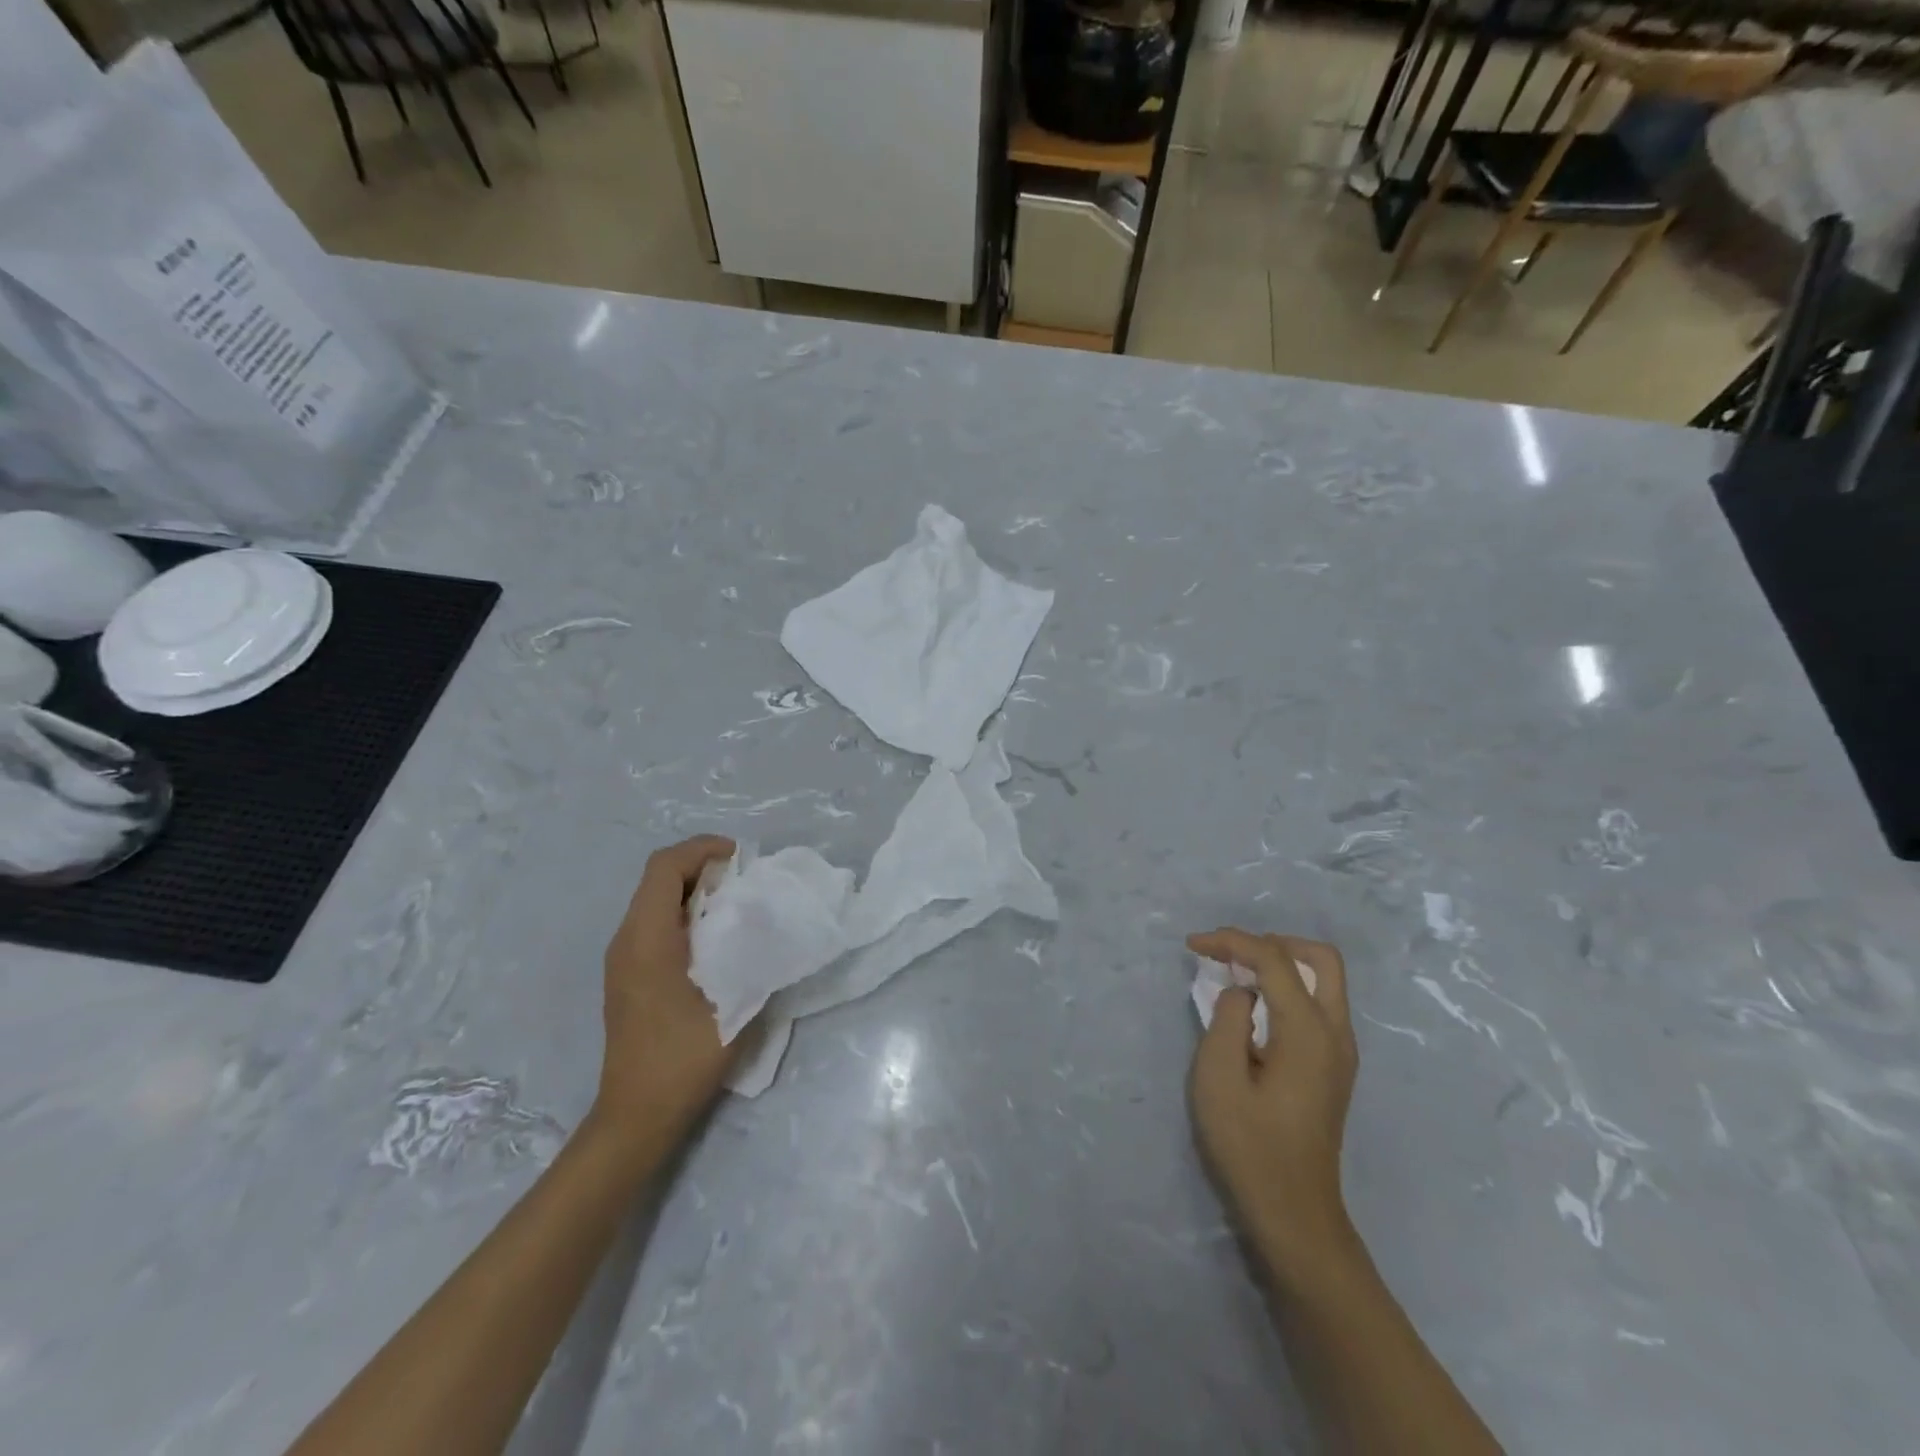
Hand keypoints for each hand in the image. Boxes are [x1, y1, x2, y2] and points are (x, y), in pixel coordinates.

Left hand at [594, 836, 744, 1141]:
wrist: (637, 1116)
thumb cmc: (684, 1057)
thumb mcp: (733, 1003)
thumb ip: (754, 955)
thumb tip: (775, 922)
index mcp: (646, 939)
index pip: (665, 867)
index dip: (702, 849)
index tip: (742, 859)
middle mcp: (626, 940)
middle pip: (658, 878)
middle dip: (703, 866)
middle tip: (747, 879)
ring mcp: (623, 959)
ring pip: (655, 900)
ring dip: (695, 890)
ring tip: (738, 903)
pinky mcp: (628, 976)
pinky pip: (654, 923)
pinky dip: (686, 913)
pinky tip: (716, 938)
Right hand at [1187, 928, 1359, 1291]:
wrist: (1294, 1213)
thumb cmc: (1249, 1146)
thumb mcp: (1218, 1077)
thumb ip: (1227, 1018)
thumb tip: (1242, 994)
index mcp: (1308, 1031)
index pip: (1275, 960)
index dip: (1232, 941)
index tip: (1193, 945)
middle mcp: (1336, 1033)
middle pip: (1320, 958)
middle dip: (1272, 942)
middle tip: (1229, 951)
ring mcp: (1341, 1052)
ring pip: (1324, 980)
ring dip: (1282, 964)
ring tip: (1235, 973)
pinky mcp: (1334, 1067)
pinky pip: (1319, 1005)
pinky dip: (1288, 988)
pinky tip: (1255, 1006)